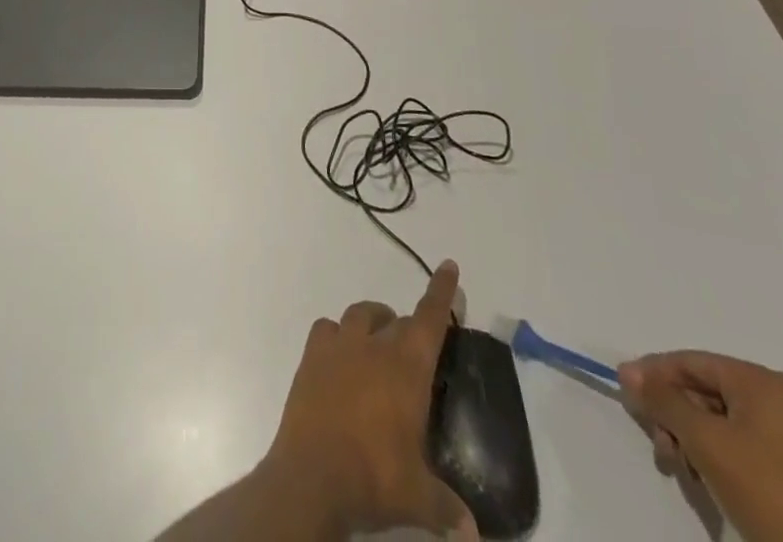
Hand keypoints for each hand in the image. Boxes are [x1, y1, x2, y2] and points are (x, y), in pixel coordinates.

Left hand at [259, 260, 475, 538]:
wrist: (312, 475)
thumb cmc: (374, 478)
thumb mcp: (419, 498)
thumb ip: (448, 509)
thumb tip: (472, 533)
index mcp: (406, 368)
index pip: (429, 320)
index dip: (442, 293)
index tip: (449, 266)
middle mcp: (373, 346)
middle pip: (396, 321)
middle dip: (409, 329)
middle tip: (416, 352)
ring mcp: (338, 346)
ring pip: (360, 315)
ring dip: (374, 322)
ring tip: (379, 346)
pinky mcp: (311, 355)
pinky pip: (326, 329)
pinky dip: (337, 336)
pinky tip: (341, 357)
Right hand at [619, 351, 782, 541]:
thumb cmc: (768, 492)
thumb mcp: (705, 441)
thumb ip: (662, 400)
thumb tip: (627, 371)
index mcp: (766, 383)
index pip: (693, 362)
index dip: (654, 374)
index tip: (626, 393)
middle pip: (708, 391)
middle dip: (676, 415)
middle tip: (660, 444)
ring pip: (726, 421)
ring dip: (695, 439)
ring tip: (684, 468)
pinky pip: (749, 445)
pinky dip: (722, 456)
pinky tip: (711, 479)